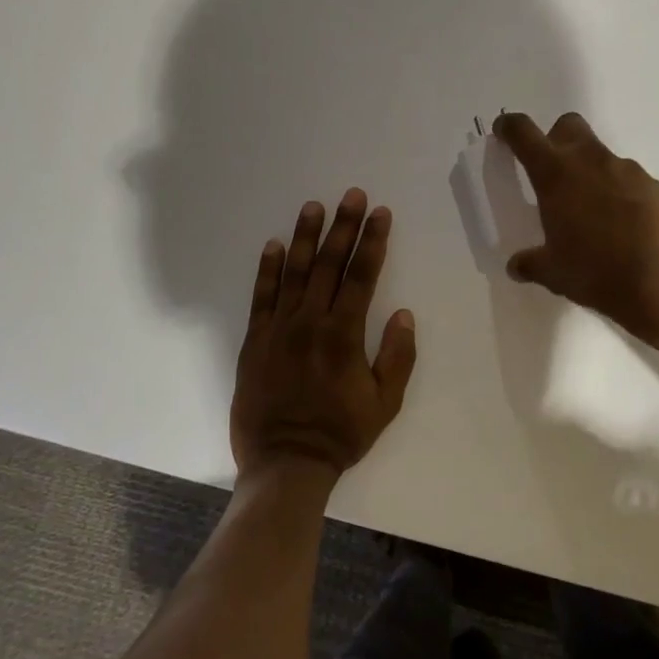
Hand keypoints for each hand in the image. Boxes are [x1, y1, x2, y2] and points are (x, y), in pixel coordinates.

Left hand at [231, 189, 417, 481]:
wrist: (285, 463)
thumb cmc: (341, 433)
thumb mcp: (385, 402)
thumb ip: (397, 356)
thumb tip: (402, 313)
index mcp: (344, 334)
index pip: (362, 275)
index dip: (373, 241)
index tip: (380, 212)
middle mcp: (311, 322)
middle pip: (329, 264)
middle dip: (344, 226)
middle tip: (352, 195)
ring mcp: (279, 329)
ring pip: (293, 272)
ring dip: (305, 237)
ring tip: (313, 206)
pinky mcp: (255, 341)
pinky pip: (261, 297)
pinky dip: (267, 269)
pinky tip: (272, 245)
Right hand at [492, 112, 658, 344]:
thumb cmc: (596, 271)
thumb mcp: (553, 273)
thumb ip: (531, 263)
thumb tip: (516, 266)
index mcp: (555, 175)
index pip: (523, 134)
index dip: (510, 127)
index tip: (504, 132)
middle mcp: (589, 161)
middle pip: (568, 126)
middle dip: (556, 138)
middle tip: (552, 170)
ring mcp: (625, 169)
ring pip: (600, 154)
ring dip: (589, 170)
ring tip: (590, 210)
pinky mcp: (653, 185)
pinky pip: (627, 178)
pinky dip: (617, 191)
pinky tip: (621, 223)